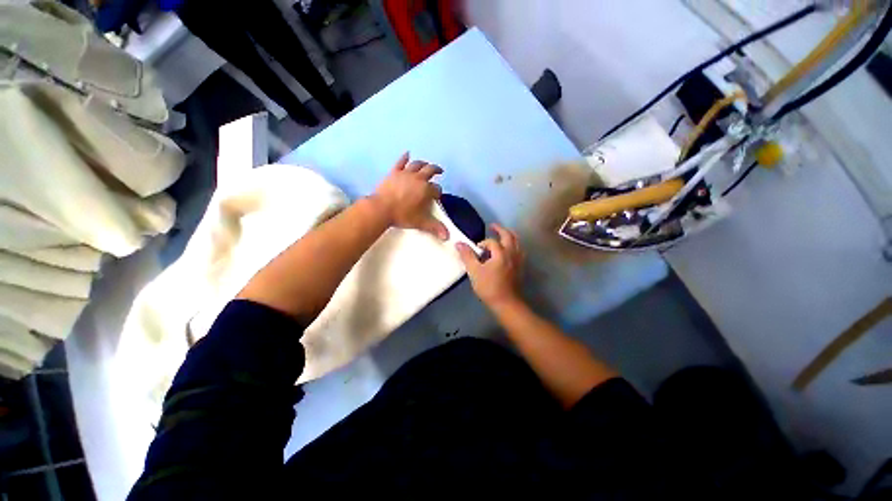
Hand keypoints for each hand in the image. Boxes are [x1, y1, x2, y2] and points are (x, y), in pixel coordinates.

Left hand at [371, 153, 448, 239]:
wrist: (381, 208)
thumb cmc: (402, 215)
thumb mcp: (421, 222)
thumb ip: (435, 227)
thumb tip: (447, 236)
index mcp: (426, 189)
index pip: (436, 188)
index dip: (438, 192)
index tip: (437, 196)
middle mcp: (418, 178)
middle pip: (430, 170)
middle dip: (436, 170)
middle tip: (440, 171)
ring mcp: (405, 173)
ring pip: (417, 164)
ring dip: (423, 163)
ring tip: (427, 164)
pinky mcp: (394, 172)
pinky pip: (400, 162)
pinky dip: (404, 158)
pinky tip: (407, 154)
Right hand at [456, 223, 523, 307]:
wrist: (506, 303)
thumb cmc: (489, 287)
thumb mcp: (474, 271)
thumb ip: (467, 256)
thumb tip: (459, 243)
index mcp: (501, 253)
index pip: (491, 242)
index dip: (482, 243)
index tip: (476, 250)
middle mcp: (512, 253)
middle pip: (509, 235)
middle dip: (500, 229)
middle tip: (492, 226)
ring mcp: (518, 260)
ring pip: (517, 241)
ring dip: (510, 235)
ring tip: (503, 234)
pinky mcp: (521, 266)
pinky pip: (519, 250)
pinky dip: (515, 244)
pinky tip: (510, 249)